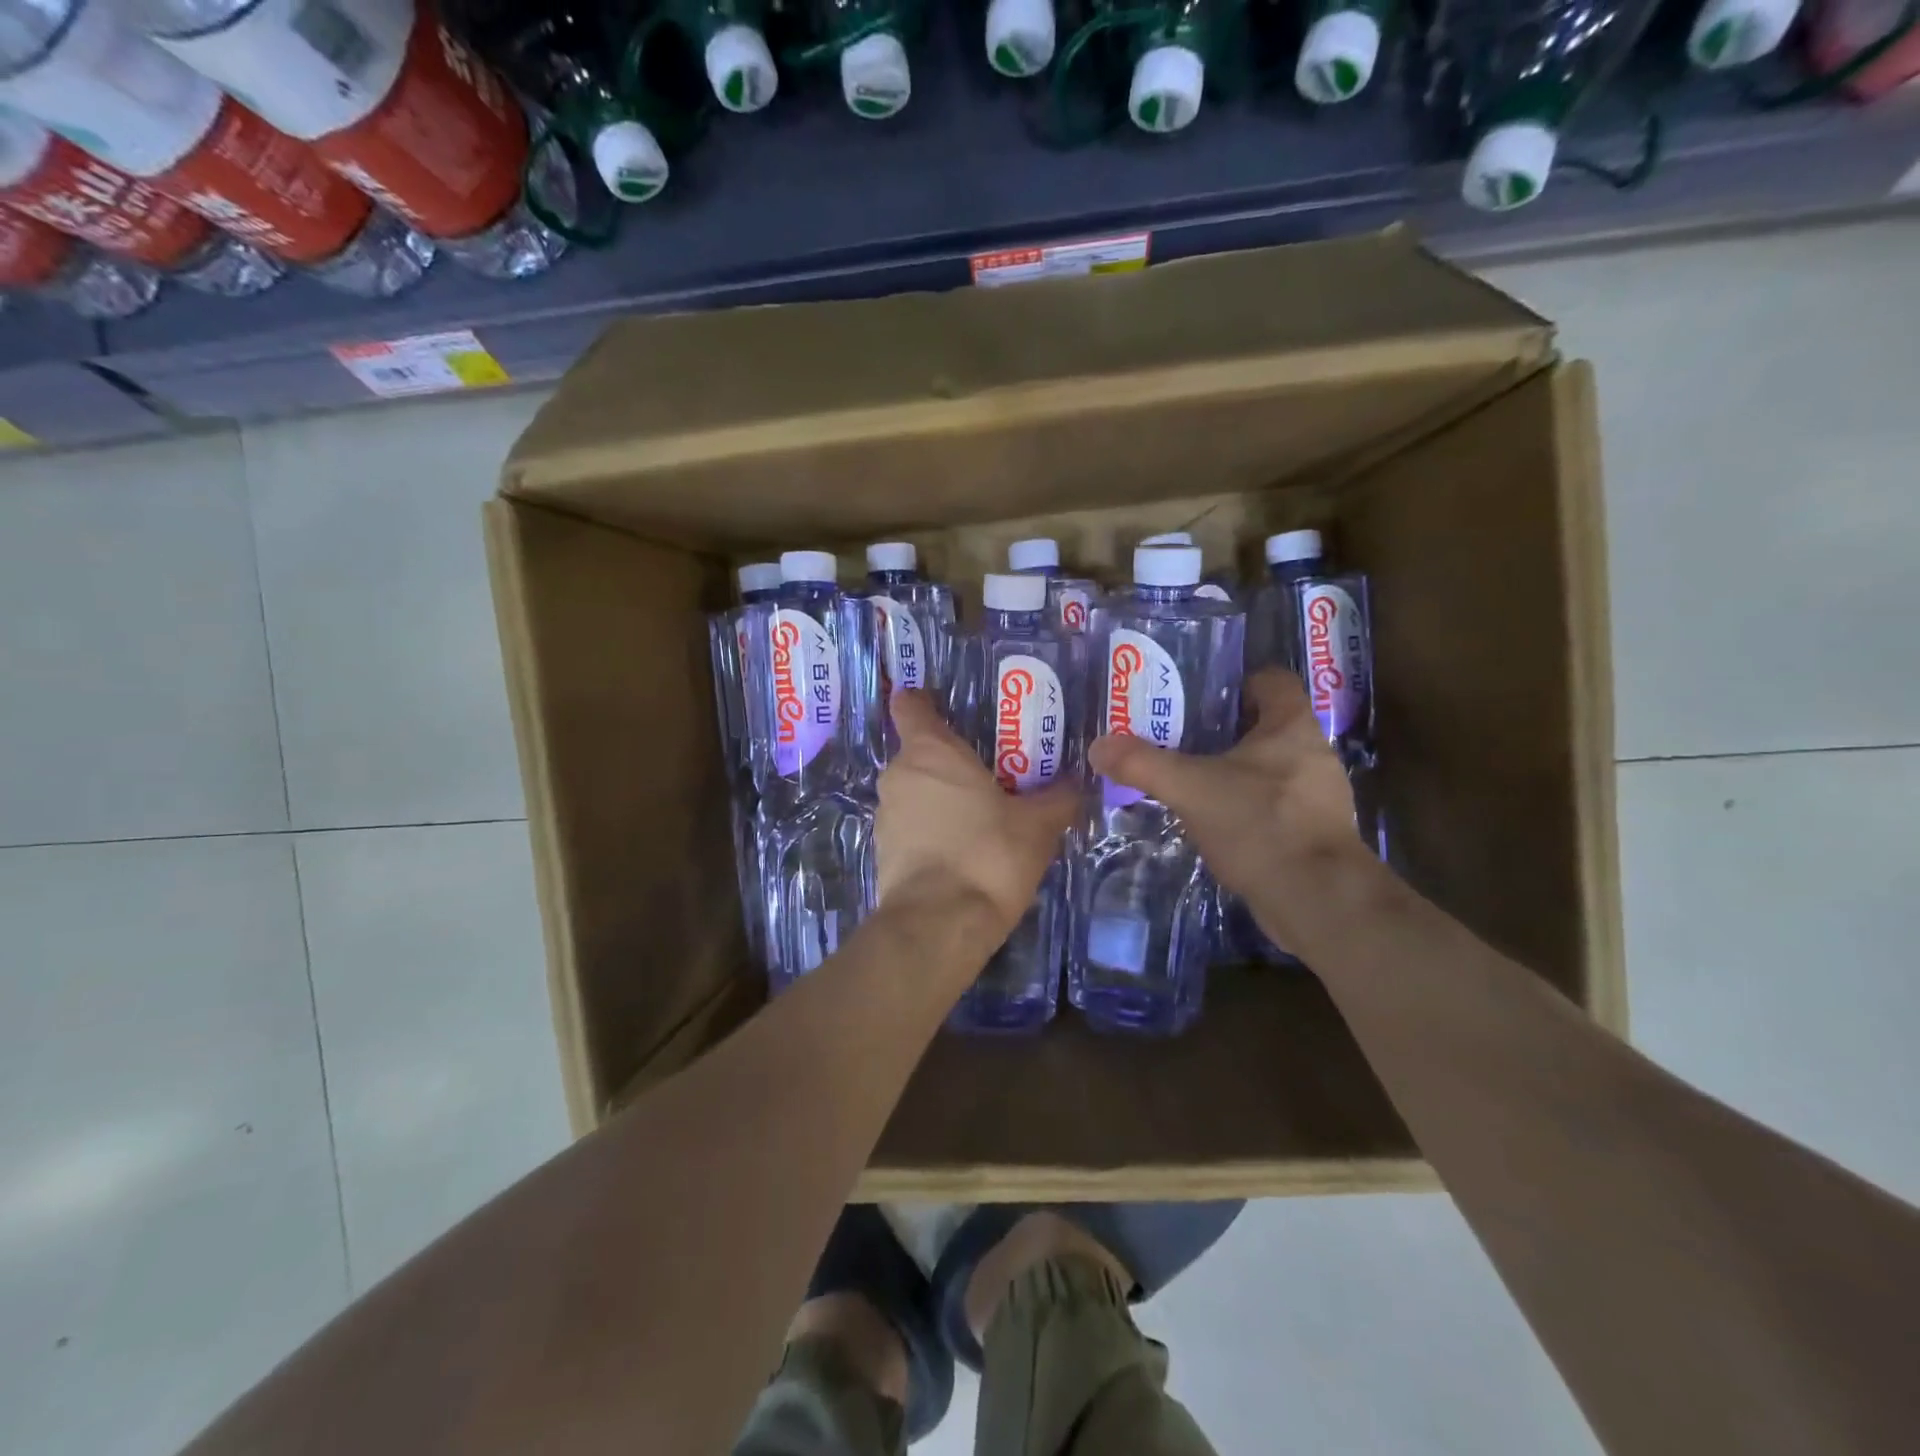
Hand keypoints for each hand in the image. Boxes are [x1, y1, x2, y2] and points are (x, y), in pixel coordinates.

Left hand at [875, 690, 1080, 933]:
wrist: (939, 924)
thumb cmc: (988, 855)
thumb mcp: (1037, 825)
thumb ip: (1058, 798)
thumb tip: (1077, 782)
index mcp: (930, 751)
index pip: (911, 706)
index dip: (923, 700)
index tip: (944, 703)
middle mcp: (899, 774)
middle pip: (919, 752)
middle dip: (950, 758)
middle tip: (990, 769)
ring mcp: (886, 814)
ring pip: (914, 790)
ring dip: (940, 796)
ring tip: (980, 811)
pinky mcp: (882, 851)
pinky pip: (910, 824)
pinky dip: (931, 827)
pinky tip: (962, 847)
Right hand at [1089, 668, 1372, 943]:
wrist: (1316, 900)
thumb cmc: (1259, 824)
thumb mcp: (1190, 789)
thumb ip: (1142, 764)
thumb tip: (1098, 745)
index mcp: (1292, 727)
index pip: (1273, 681)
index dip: (1238, 682)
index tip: (1200, 696)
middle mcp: (1313, 754)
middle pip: (1268, 725)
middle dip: (1226, 730)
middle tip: (1180, 738)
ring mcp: (1319, 796)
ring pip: (1271, 769)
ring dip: (1236, 772)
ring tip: (1191, 780)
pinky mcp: (1314, 833)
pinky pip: (1275, 805)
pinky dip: (1246, 807)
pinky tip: (1215, 822)